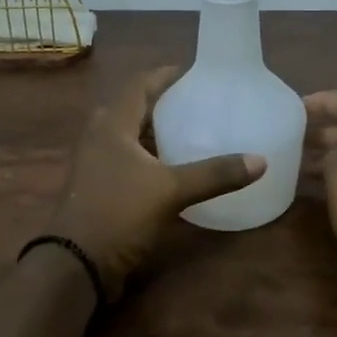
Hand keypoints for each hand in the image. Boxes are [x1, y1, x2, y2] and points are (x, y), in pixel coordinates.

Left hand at [48, 67, 266, 300]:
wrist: (76, 263)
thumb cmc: (118, 213)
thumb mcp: (170, 191)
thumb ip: (214, 174)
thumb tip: (260, 161)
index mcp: (111, 124)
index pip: (140, 84)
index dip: (166, 75)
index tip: (195, 72)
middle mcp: (99, 136)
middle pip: (134, 108)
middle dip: (165, 104)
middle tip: (199, 103)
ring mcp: (96, 163)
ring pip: (130, 136)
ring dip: (157, 132)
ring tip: (193, 132)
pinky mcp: (99, 187)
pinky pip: (128, 160)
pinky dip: (151, 157)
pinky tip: (174, 169)